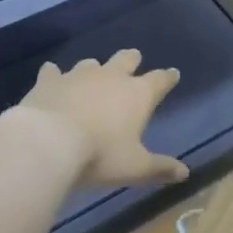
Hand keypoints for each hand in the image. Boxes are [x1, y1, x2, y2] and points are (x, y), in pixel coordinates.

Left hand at [17, 51, 188, 188]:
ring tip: (93, 75)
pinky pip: (53, 71)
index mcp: (138, 95)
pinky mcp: (49, 81)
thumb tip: (185, 173)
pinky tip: (52, 75)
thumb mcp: (135, 168)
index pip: (160, 80)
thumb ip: (160, 168)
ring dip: (95, 69)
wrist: (48, 142)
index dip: (168, 78)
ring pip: (91, 63)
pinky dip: (55, 74)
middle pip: (126, 59)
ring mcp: (78, 76)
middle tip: (134, 60)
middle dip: (132, 60)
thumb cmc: (99, 155)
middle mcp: (111, 77)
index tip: (173, 75)